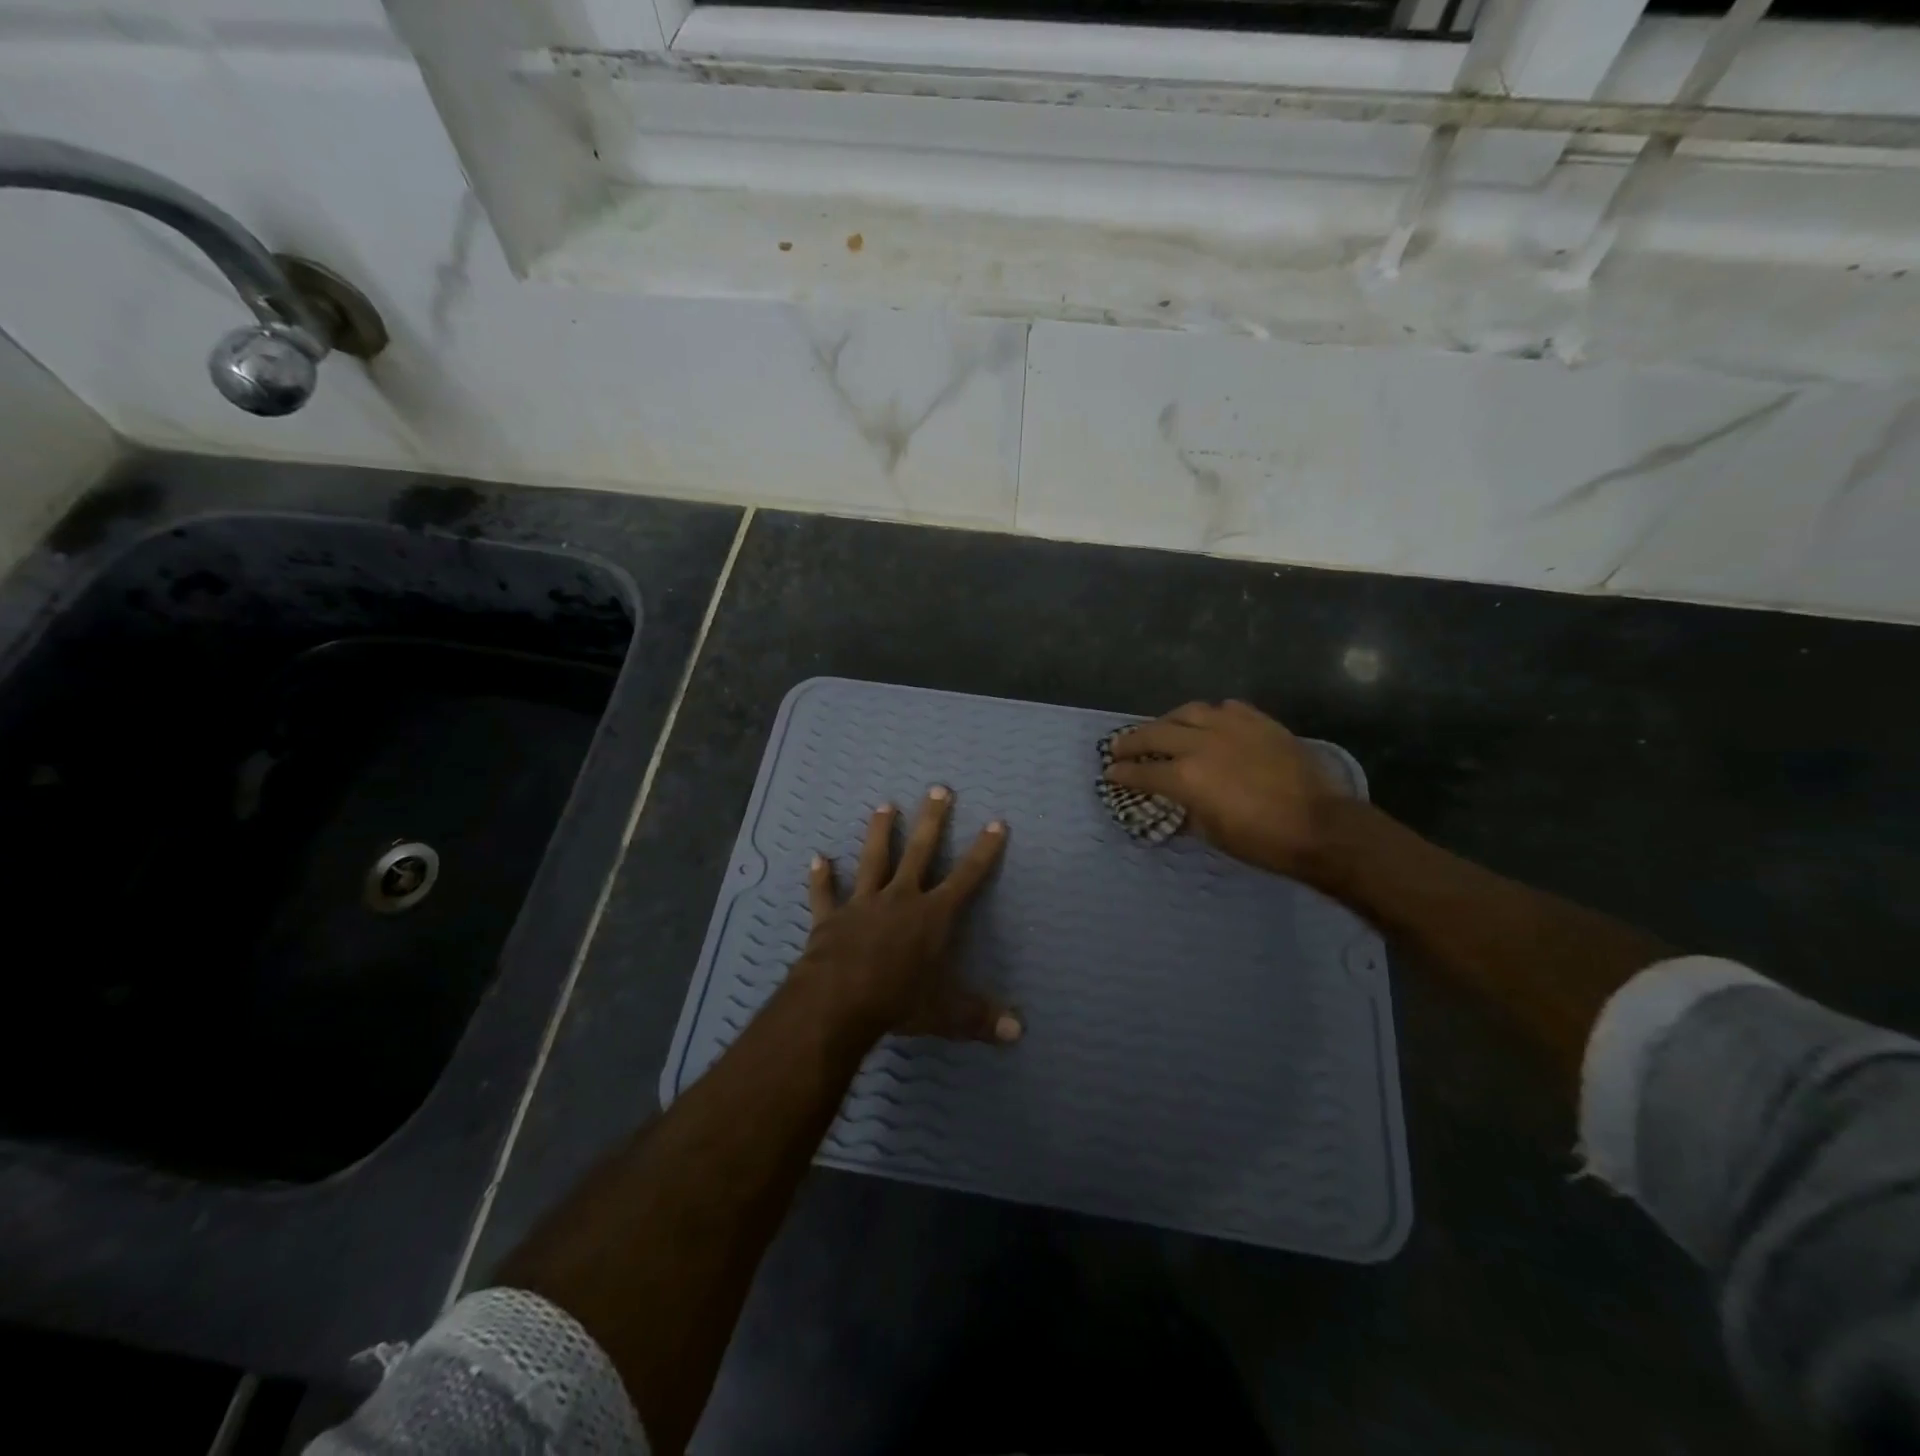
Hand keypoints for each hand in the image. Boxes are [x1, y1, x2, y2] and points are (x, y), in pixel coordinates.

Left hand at [796, 787, 1020, 1045]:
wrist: (838, 1002)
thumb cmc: (899, 1001)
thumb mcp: (947, 1013)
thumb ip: (981, 1018)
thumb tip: (1019, 1033)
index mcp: (933, 916)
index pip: (967, 877)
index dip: (984, 850)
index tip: (995, 822)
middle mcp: (900, 898)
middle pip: (920, 852)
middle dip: (932, 820)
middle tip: (938, 788)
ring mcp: (863, 904)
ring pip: (874, 860)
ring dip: (880, 832)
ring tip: (884, 805)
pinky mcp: (831, 918)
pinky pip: (825, 894)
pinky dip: (821, 877)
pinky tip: (817, 858)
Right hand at [1104, 700, 1342, 877]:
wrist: (1321, 826)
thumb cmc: (1262, 841)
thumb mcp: (1212, 833)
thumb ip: (1187, 809)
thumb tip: (1175, 800)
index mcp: (1186, 777)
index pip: (1142, 772)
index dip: (1121, 774)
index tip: (1109, 774)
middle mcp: (1201, 744)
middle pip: (1154, 734)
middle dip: (1131, 741)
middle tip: (1119, 747)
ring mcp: (1231, 727)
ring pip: (1187, 712)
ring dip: (1167, 722)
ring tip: (1161, 729)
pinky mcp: (1258, 721)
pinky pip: (1224, 708)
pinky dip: (1208, 715)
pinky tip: (1208, 724)